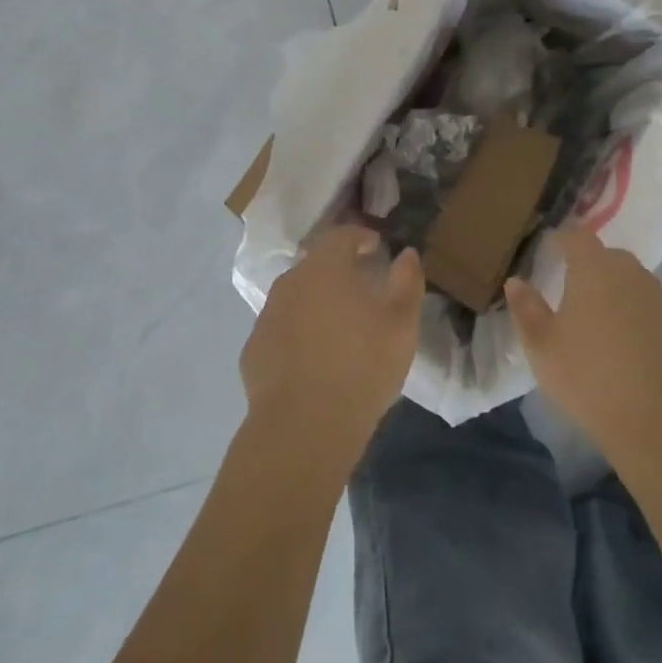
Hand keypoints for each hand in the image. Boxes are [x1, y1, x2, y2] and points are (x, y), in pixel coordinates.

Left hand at [241, 225, 423, 468]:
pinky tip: (314, 358)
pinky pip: (282, 329)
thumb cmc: (362, 366)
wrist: (304, 427)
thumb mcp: (401, 323)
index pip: (341, 235)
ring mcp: (267, 316)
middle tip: (362, 288)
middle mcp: (290, 282)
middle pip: (316, 265)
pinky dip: (298, 333)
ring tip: (340, 326)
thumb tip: (407, 254)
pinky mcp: (254, 350)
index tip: (376, 247)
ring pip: (297, 297)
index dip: (360, 236)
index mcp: (325, 268)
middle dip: (339, 270)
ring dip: (317, 302)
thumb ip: (407, 281)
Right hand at [505, 225, 661, 465]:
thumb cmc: (589, 378)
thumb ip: (526, 309)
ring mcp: (660, 298)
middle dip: (589, 265)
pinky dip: (636, 315)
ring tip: (598, 319)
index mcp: (594, 269)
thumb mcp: (542, 347)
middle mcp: (630, 273)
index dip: (561, 239)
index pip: (577, 236)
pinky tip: (626, 345)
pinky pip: (650, 307)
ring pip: (632, 281)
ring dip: (614, 290)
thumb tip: (516, 282)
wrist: (660, 421)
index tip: (548, 251)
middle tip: (570, 289)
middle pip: (607, 256)